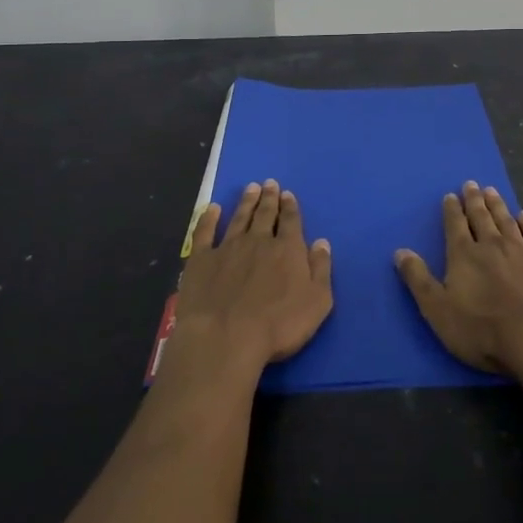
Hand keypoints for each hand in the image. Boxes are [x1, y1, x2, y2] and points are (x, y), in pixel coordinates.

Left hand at [173, 180, 332, 373]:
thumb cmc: (278, 326)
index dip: (290, 207)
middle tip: (269, 183)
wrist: (225, 338)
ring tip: (250, 188)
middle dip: (269, 198)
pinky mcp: (201, 260)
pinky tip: (212, 208)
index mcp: (287, 249)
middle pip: (265, 214)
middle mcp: (258, 241)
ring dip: (246, 202)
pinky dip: (209, 218)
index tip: (288, 194)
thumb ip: (321, 270)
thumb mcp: (317, 302)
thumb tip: (322, 242)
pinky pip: (205, 232)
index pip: (290, 221)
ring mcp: (228, 248)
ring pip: (239, 218)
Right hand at [395, 181, 522, 375]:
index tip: (451, 195)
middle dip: (474, 200)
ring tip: (492, 191)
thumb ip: (419, 280)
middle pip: (481, 217)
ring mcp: (522, 250)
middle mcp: (492, 245)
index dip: (452, 210)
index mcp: (464, 255)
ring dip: (498, 205)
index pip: (455, 225)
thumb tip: (400, 251)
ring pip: (506, 221)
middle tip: (471, 184)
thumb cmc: (482, 328)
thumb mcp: (438, 310)